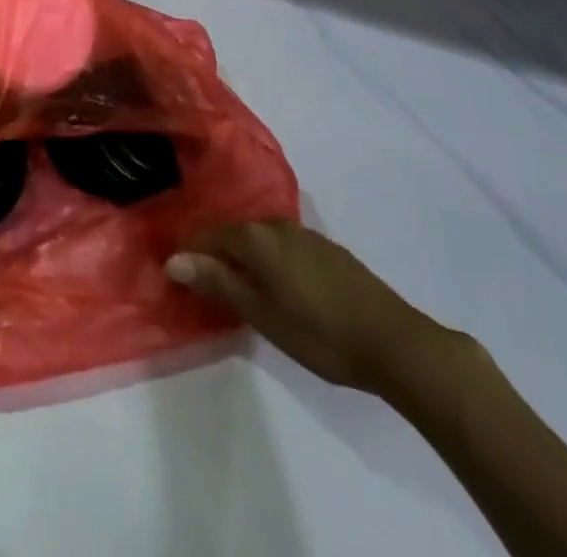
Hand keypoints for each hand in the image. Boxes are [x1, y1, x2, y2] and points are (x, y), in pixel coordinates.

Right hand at [167, 221, 455, 397]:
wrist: (392, 340)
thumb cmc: (319, 332)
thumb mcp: (261, 313)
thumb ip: (218, 282)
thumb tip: (173, 258)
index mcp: (257, 237)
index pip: (209, 235)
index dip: (189, 252)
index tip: (174, 273)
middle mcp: (277, 225)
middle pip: (234, 233)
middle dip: (215, 253)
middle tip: (201, 283)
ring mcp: (304, 235)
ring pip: (260, 239)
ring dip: (243, 257)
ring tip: (235, 285)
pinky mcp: (326, 250)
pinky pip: (282, 246)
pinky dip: (268, 260)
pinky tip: (274, 283)